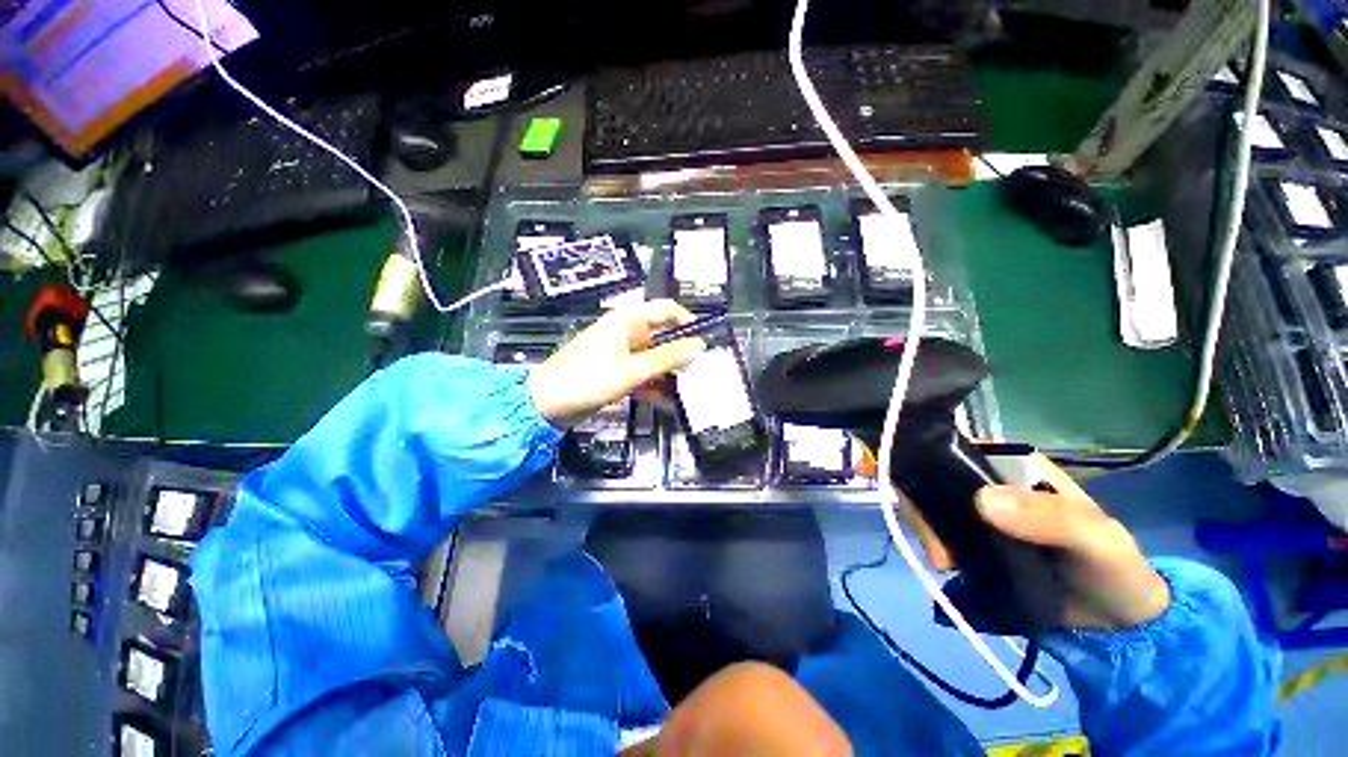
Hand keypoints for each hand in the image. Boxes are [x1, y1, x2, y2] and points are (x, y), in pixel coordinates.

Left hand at [527, 299, 705, 426]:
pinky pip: (643, 374)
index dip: (689, 324)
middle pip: (664, 336)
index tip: (705, 345)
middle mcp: (627, 332)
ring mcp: (622, 353)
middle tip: (702, 374)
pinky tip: (669, 403)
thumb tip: (700, 345)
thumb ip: (668, 357)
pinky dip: (655, 386)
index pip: (668, 310)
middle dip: (682, 354)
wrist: (546, 404)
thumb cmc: (589, 379)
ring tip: (690, 392)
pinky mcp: (617, 372)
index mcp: (629, 320)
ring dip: (670, 374)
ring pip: (655, 358)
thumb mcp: (633, 369)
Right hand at [909, 455, 1170, 628]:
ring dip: (927, 529)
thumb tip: (982, 500)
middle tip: (937, 546)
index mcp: (1017, 466)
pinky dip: (932, 544)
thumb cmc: (1113, 567)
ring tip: (943, 562)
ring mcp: (978, 512)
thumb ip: (1049, 518)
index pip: (961, 449)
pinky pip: (939, 531)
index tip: (923, 494)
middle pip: (936, 477)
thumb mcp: (1093, 539)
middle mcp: (990, 482)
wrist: (1117, 623)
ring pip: (931, 504)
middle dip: (925, 506)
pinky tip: (943, 564)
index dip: (933, 462)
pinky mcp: (972, 540)